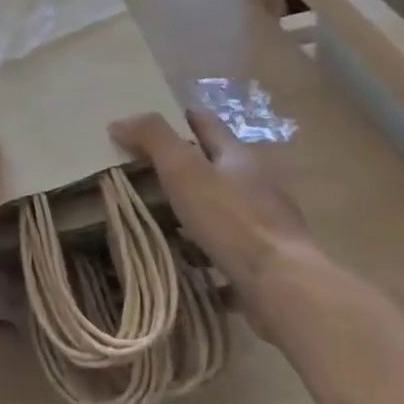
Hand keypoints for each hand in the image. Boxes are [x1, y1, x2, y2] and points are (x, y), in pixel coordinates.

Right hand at [109, 110, 311, 342]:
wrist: (283, 286)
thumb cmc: (231, 220)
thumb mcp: (184, 170)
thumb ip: (153, 139)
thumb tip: (120, 121)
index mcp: (238, 157)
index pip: (206, 123)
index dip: (178, 116)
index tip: (148, 120)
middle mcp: (255, 185)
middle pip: (214, 165)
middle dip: (182, 165)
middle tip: (140, 170)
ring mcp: (263, 224)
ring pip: (221, 207)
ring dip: (193, 209)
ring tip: (157, 217)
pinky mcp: (264, 261)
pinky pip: (226, 248)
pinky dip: (204, 249)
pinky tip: (184, 261)